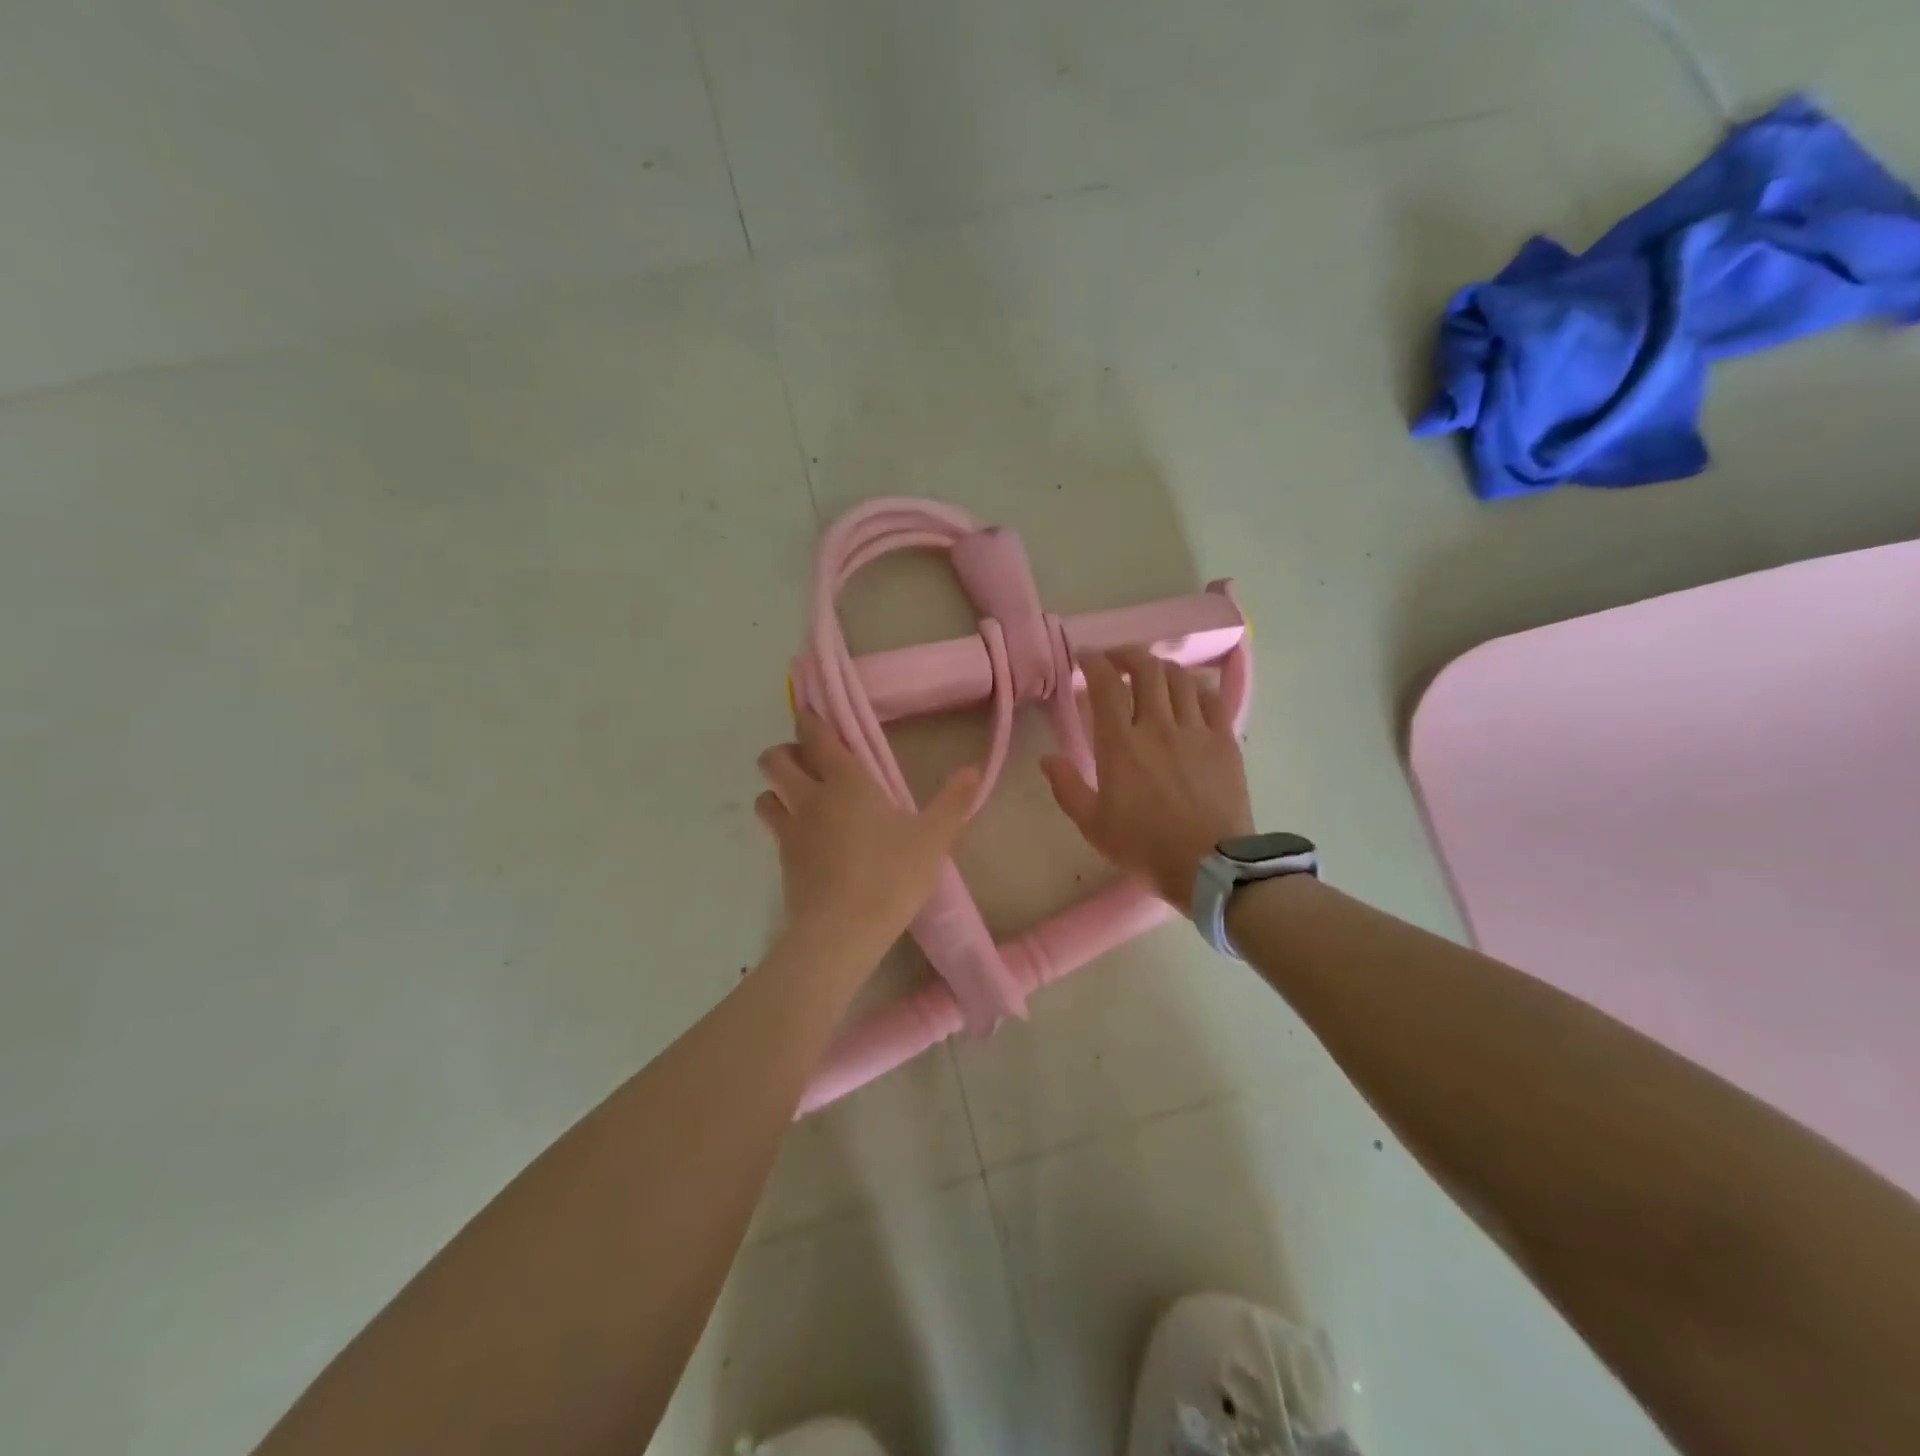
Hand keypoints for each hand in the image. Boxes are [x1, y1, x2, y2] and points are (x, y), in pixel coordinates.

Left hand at [756, 709, 980, 965]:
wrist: (841, 933)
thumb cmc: (890, 877)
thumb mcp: (933, 840)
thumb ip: (954, 803)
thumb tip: (974, 769)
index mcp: (846, 782)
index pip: (817, 736)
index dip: (810, 719)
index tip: (811, 710)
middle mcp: (810, 798)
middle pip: (774, 760)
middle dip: (785, 752)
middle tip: (810, 762)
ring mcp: (790, 830)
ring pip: (765, 795)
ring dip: (777, 790)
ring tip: (801, 799)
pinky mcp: (782, 862)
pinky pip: (773, 829)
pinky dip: (782, 823)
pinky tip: (807, 838)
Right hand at [1041, 648, 1252, 912]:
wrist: (1208, 865)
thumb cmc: (1144, 846)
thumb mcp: (1092, 824)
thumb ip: (1067, 787)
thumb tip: (1047, 758)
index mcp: (1120, 744)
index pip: (1106, 685)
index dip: (1094, 662)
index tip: (1086, 657)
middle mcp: (1158, 726)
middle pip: (1146, 669)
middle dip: (1128, 654)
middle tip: (1117, 659)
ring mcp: (1195, 731)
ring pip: (1180, 678)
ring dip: (1162, 667)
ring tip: (1152, 672)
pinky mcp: (1224, 741)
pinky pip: (1212, 699)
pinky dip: (1197, 687)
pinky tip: (1190, 691)